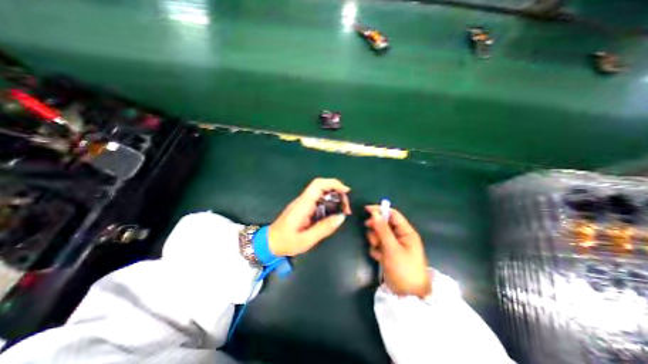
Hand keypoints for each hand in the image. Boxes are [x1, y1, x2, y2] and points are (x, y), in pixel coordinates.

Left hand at [267, 178, 352, 255]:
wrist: (269, 242)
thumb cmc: (286, 242)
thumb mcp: (306, 240)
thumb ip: (324, 228)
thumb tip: (341, 217)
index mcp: (303, 205)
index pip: (318, 185)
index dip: (333, 183)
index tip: (346, 191)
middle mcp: (303, 200)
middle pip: (322, 187)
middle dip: (337, 192)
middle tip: (346, 208)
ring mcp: (303, 203)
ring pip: (321, 193)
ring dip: (334, 198)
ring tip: (343, 211)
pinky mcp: (304, 208)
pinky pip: (319, 201)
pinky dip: (329, 204)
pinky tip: (333, 214)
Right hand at [363, 207, 427, 296]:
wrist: (407, 296)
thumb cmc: (403, 269)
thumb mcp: (392, 248)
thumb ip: (382, 230)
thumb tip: (374, 213)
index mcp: (406, 232)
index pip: (393, 214)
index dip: (380, 210)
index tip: (366, 210)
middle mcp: (401, 236)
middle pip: (384, 224)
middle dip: (376, 229)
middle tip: (373, 237)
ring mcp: (395, 245)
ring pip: (380, 234)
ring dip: (375, 240)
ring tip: (377, 250)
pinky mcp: (389, 253)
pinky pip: (378, 245)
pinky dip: (376, 249)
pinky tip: (378, 257)